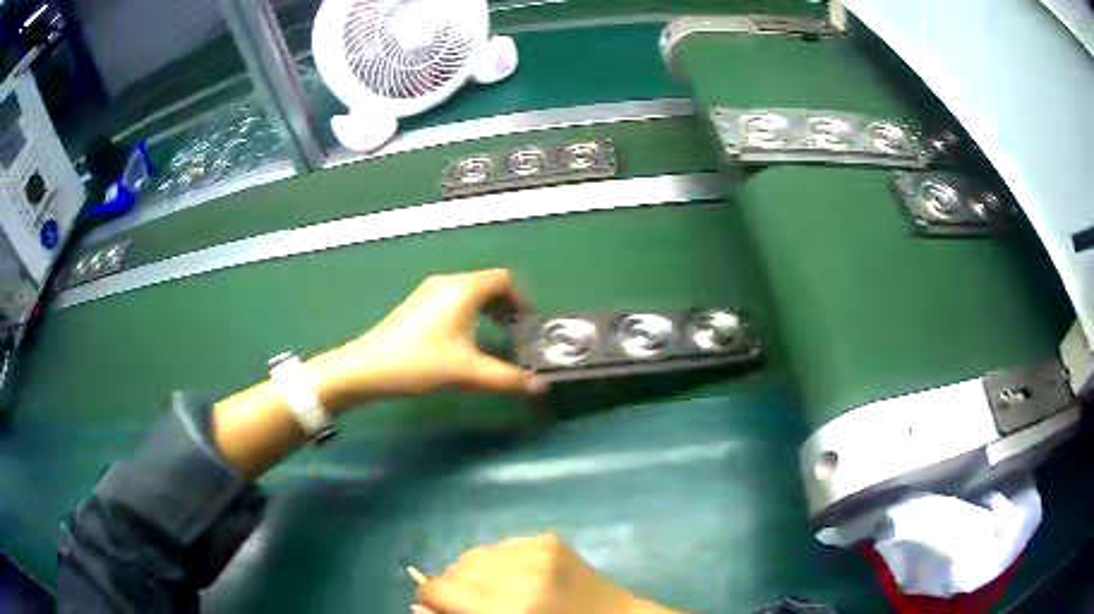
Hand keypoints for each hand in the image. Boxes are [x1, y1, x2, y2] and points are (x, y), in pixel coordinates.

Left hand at [312, 269, 545, 410]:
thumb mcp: (467, 372)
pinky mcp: (417, 305)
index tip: (529, 326)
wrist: (367, 368)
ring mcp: (429, 292)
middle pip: (488, 283)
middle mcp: (447, 282)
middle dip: (507, 306)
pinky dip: (469, 312)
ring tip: (496, 336)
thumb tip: (540, 387)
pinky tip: (466, 339)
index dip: (522, 300)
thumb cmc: (420, 363)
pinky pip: (454, 299)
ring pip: (469, 292)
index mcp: (463, 289)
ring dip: (488, 310)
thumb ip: (507, 378)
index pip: (504, 280)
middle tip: (517, 334)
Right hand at [415, 533, 676, 613]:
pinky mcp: (550, 539)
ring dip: (476, 572)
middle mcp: (522, 570)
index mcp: (512, 606)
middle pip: (456, 567)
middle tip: (471, 605)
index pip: (441, 588)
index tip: (437, 610)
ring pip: (477, 553)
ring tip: (496, 591)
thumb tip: (420, 606)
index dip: (431, 600)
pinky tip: (518, 577)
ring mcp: (538, 548)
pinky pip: (503, 545)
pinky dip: (500, 561)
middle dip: (454, 587)